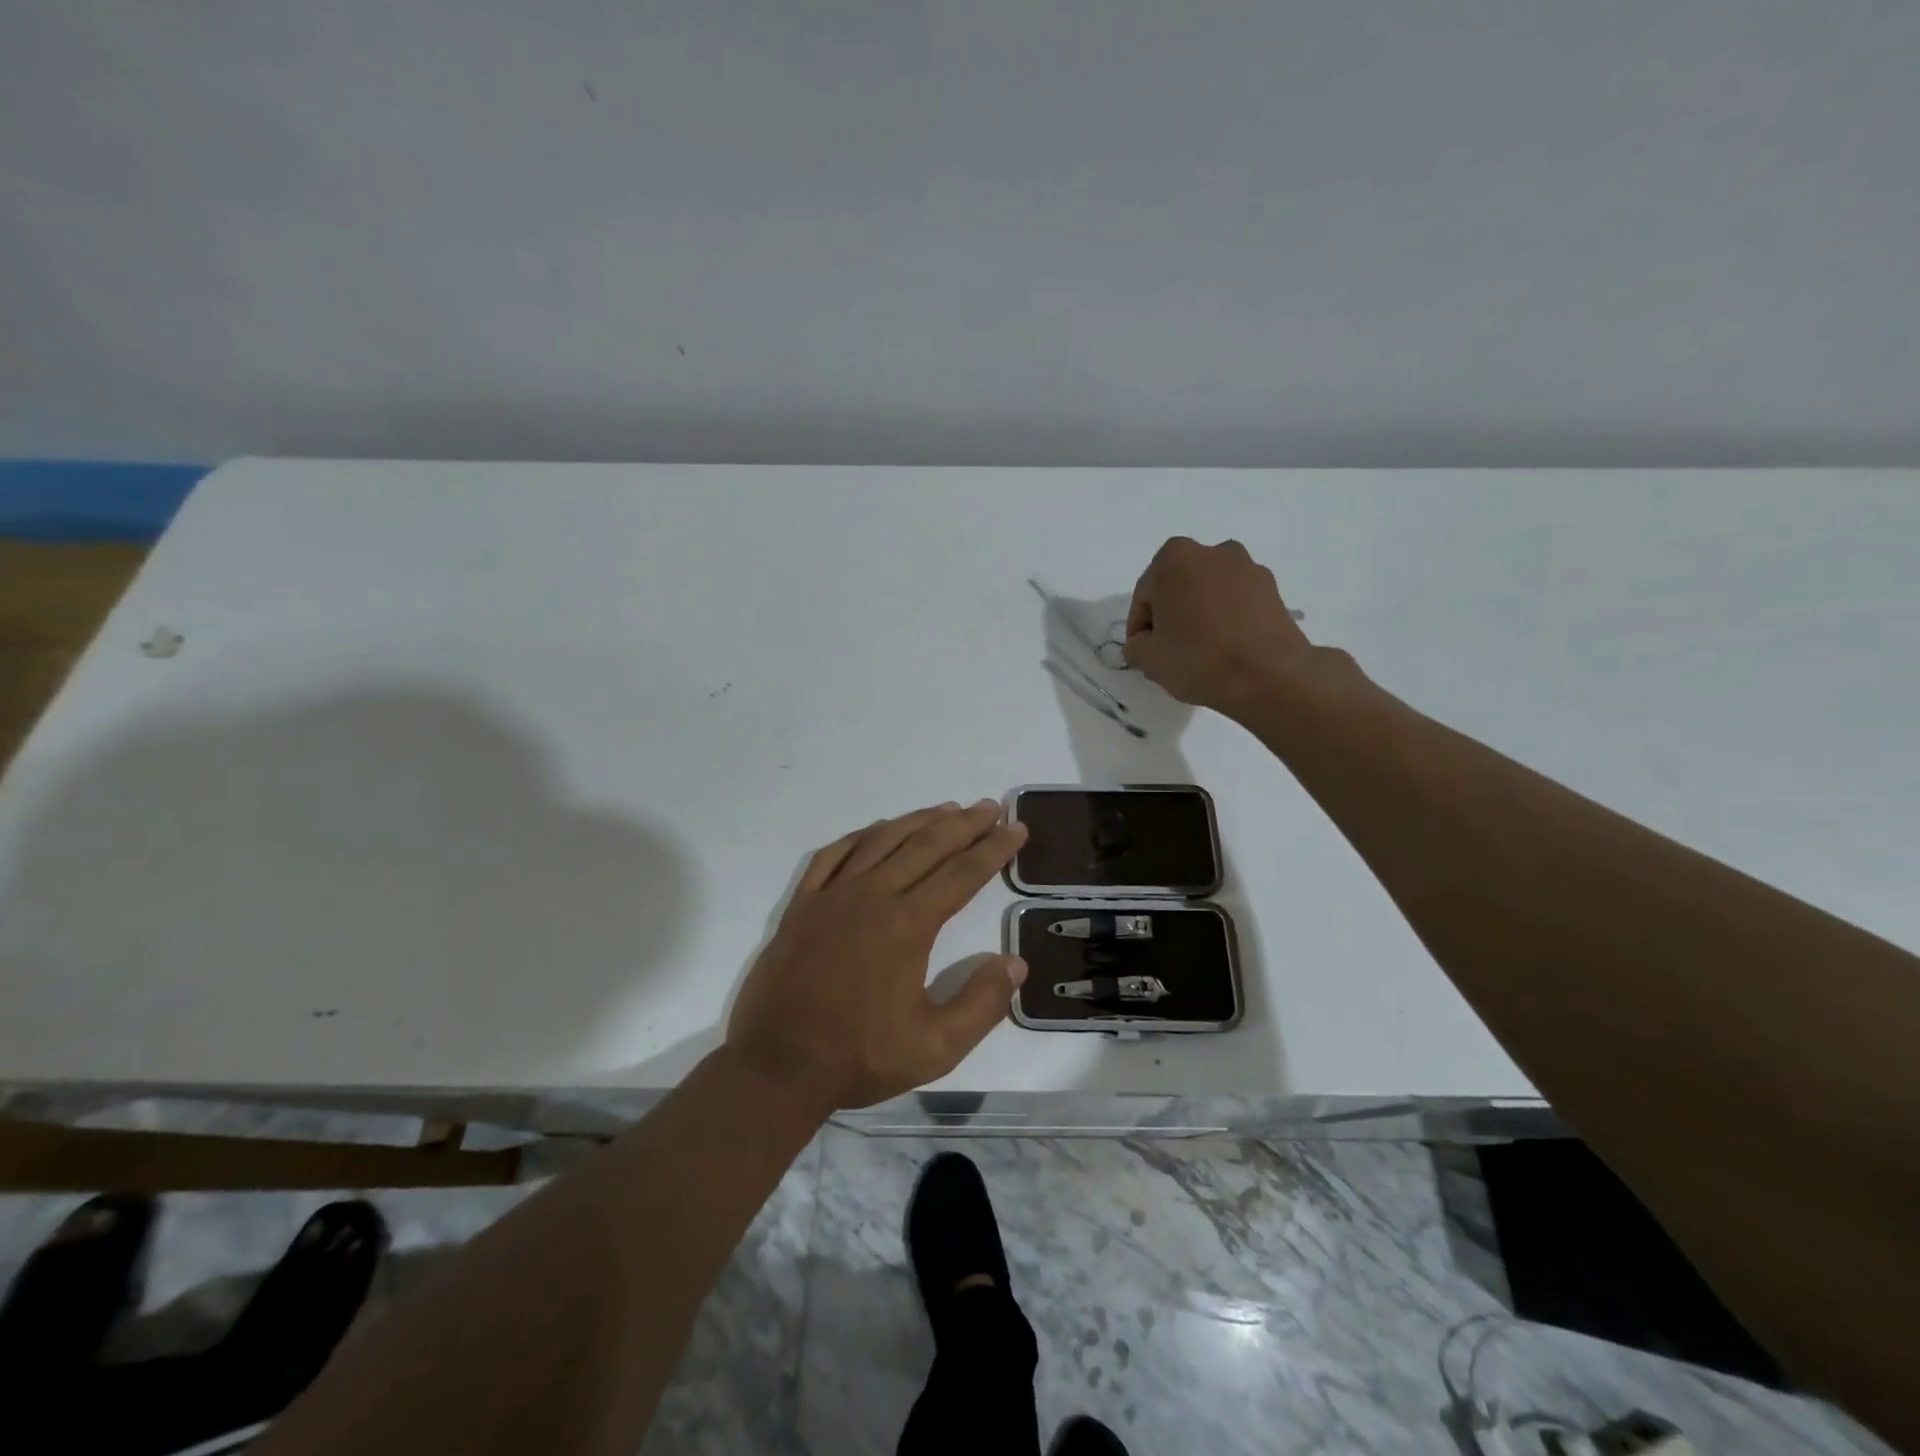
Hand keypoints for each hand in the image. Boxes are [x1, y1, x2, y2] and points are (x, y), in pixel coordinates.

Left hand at [725, 800, 1028, 1111]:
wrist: (777, 1065)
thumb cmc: (859, 1057)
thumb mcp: (935, 1048)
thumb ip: (981, 1004)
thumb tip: (1015, 963)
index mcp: (907, 925)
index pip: (962, 874)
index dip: (994, 849)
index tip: (1016, 828)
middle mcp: (872, 896)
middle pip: (926, 845)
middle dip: (964, 824)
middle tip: (989, 807)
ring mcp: (832, 895)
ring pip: (882, 840)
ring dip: (919, 820)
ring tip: (947, 809)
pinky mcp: (802, 904)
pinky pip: (834, 854)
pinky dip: (862, 835)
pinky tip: (877, 829)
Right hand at [1124, 536, 1312, 714]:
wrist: (1269, 675)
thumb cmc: (1198, 659)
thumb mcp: (1148, 659)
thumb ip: (1135, 645)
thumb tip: (1144, 642)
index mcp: (1175, 558)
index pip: (1145, 595)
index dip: (1139, 627)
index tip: (1142, 651)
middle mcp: (1213, 551)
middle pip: (1178, 586)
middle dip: (1171, 613)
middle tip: (1168, 649)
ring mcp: (1247, 567)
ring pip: (1209, 592)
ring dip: (1200, 614)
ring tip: (1200, 650)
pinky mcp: (1273, 588)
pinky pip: (1236, 601)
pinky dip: (1227, 618)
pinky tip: (1226, 648)